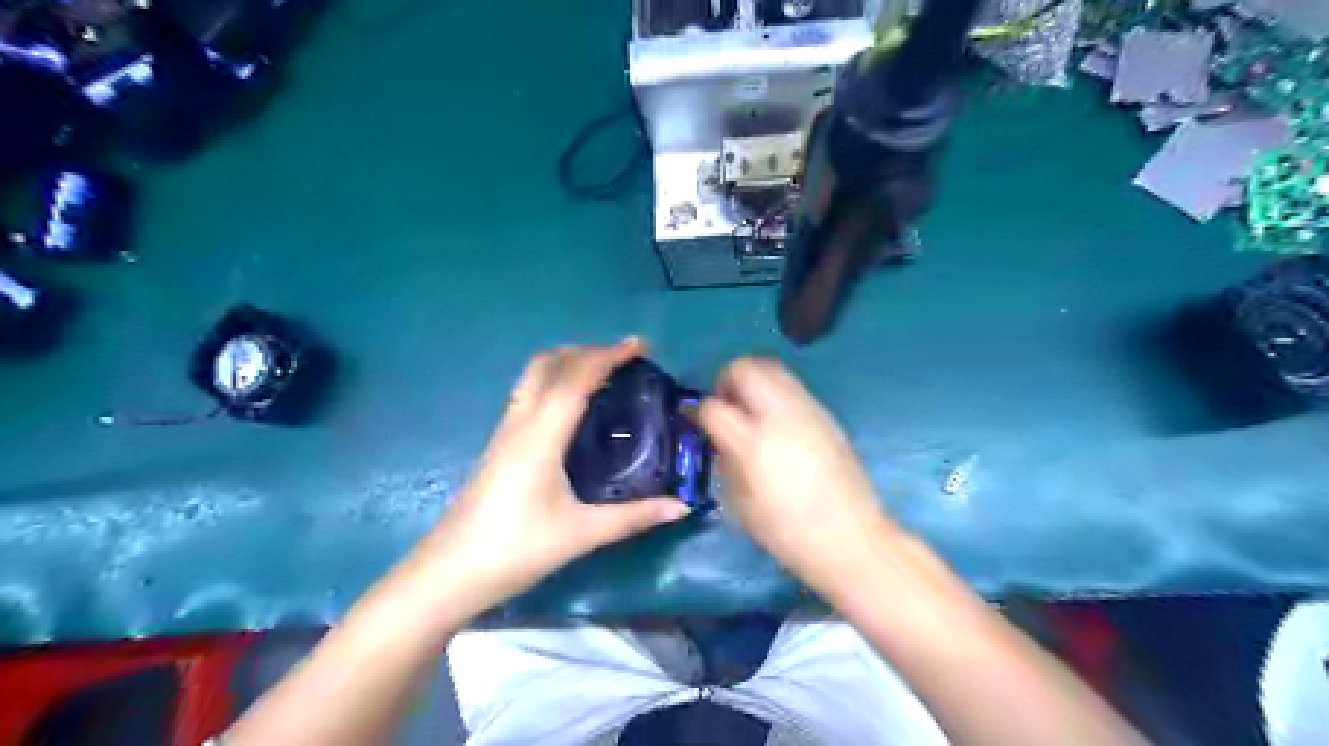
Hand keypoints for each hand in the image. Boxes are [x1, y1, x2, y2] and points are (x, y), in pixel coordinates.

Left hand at [415, 339, 690, 615]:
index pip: (575, 378)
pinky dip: (556, 382)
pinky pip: (529, 394)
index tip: (639, 345)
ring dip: (568, 363)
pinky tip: (574, 408)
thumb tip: (681, 507)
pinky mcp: (499, 444)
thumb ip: (633, 517)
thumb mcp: (581, 533)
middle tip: (623, 358)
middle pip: (548, 364)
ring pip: (533, 376)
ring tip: (603, 374)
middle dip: (586, 351)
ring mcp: (505, 431)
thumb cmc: (516, 549)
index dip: (608, 355)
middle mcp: (520, 422)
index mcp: (541, 435)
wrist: (450, 572)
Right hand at [697, 357, 902, 597]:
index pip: (714, 407)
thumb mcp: (740, 503)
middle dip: (727, 380)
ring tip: (750, 409)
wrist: (850, 537)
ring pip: (772, 369)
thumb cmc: (787, 532)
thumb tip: (718, 436)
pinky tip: (777, 421)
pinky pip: (792, 387)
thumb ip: (725, 460)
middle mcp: (779, 416)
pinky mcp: (826, 415)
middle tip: (725, 404)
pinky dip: (776, 392)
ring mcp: (807, 410)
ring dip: (753, 381)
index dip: (699, 411)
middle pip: (745, 369)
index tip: (697, 420)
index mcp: (752, 443)